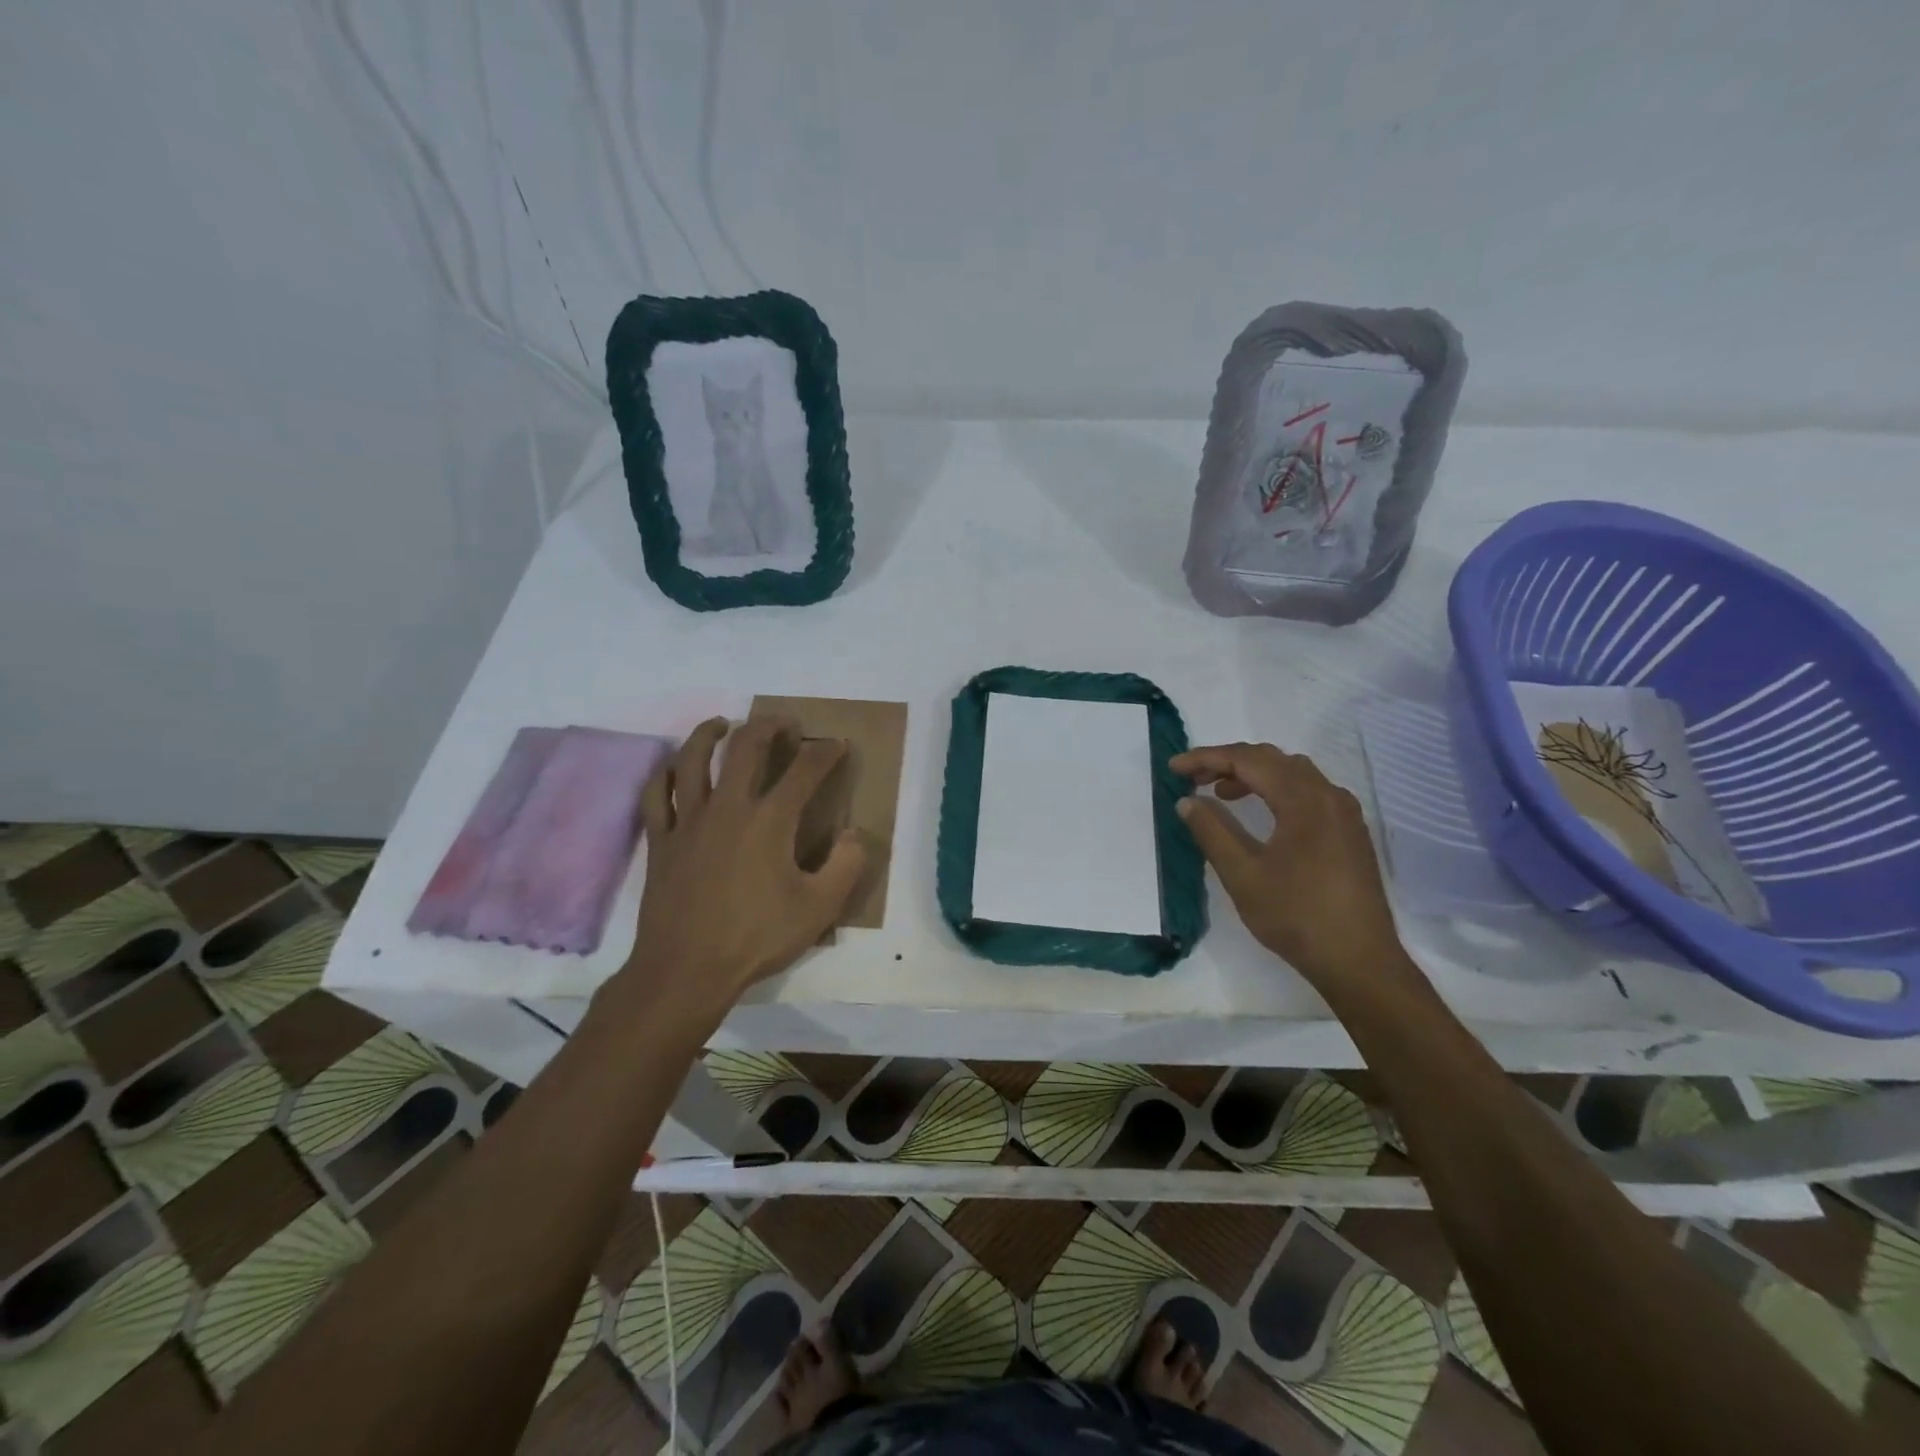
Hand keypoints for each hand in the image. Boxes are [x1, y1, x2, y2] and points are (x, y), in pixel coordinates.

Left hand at [620, 717, 868, 1020]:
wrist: (686, 970)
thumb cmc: (756, 938)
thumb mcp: (819, 908)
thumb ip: (845, 866)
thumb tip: (854, 834)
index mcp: (769, 821)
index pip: (804, 771)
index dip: (825, 753)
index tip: (837, 745)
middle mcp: (728, 808)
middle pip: (746, 747)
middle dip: (769, 726)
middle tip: (784, 723)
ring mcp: (689, 821)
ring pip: (693, 760)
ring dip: (709, 734)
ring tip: (722, 724)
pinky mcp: (661, 841)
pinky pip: (657, 795)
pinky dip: (666, 774)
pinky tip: (674, 769)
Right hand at [1171, 743, 1415, 998]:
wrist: (1360, 962)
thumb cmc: (1297, 916)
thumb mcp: (1243, 875)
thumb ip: (1212, 831)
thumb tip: (1187, 802)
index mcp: (1304, 800)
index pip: (1248, 761)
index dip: (1207, 758)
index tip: (1174, 768)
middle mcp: (1329, 796)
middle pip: (1273, 759)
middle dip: (1228, 761)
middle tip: (1192, 778)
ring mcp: (1344, 814)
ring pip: (1293, 773)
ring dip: (1253, 774)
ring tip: (1221, 792)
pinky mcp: (1349, 832)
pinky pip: (1309, 792)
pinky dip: (1276, 789)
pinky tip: (1261, 813)